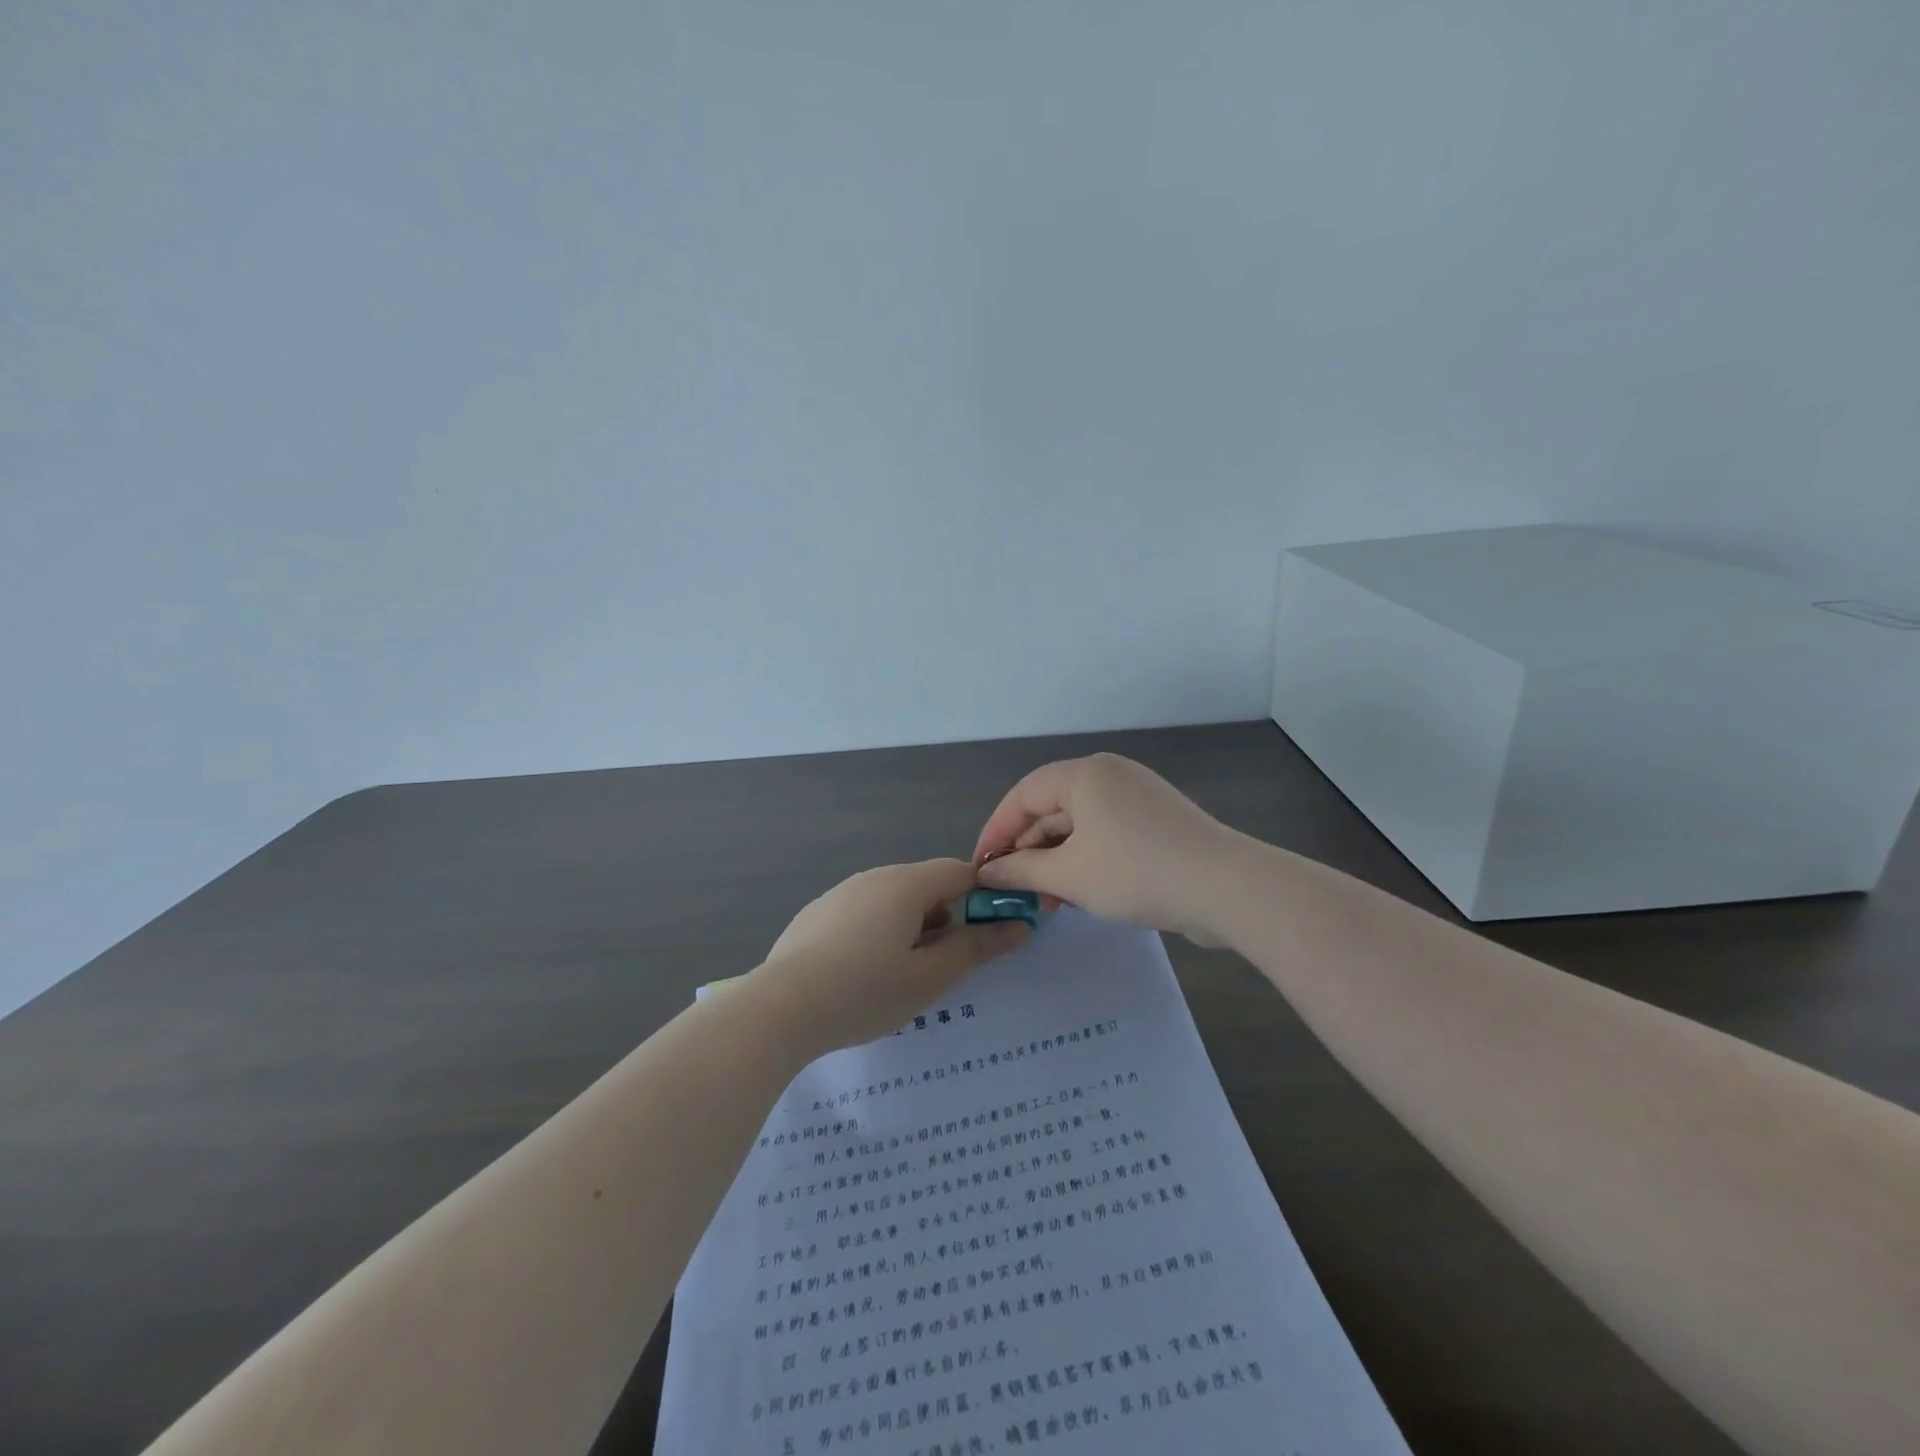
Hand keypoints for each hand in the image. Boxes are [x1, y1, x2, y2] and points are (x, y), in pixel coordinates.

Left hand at [749, 859, 1029, 1053]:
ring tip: (900, 979)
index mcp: (906, 884)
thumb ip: (977, 948)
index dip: (984, 897)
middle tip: (943, 969)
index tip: (992, 933)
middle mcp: (873, 877)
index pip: (959, 872)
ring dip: (910, 930)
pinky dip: (876, 936)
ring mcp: (840, 894)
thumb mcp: (930, 977)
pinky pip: (862, 915)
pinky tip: (860, 977)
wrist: (779, 1009)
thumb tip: (1018, 926)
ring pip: (892, 903)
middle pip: (925, 887)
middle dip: (944, 921)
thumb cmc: (865, 991)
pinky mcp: (815, 914)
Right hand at [972, 753, 1235, 945]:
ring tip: (1042, 901)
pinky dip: (1085, 860)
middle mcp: (1109, 776)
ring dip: (1055, 860)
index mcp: (1084, 775)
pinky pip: (1106, 834)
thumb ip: (1021, 871)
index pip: (1023, 795)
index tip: (980, 867)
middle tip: (1011, 890)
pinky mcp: (1157, 822)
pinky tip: (1076, 893)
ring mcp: (1137, 798)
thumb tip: (987, 873)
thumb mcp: (1069, 875)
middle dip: (1027, 850)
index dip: (996, 831)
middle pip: (1051, 808)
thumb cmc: (1136, 872)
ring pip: (1079, 825)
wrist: (1225, 888)